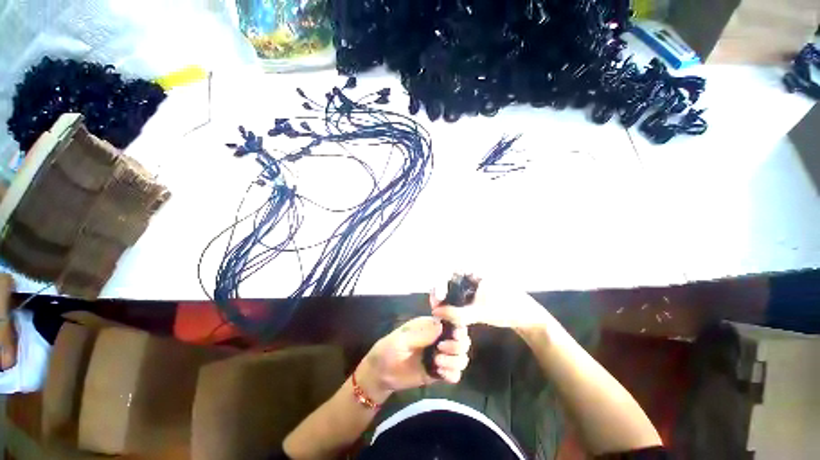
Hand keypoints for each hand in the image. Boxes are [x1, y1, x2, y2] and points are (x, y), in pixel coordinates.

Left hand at [356, 317, 471, 402]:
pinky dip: (452, 374)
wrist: (382, 374)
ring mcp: (441, 356)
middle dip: (456, 345)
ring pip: (462, 357)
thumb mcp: (401, 339)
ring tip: (437, 363)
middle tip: (441, 348)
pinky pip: (456, 374)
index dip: (456, 320)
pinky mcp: (440, 373)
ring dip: (454, 360)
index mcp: (431, 325)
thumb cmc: (389, 349)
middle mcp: (440, 338)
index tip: (451, 331)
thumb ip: (420, 333)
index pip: (452, 319)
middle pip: (462, 339)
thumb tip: (441, 326)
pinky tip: (439, 374)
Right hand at [430, 278, 550, 331]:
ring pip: (452, 289)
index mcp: (474, 271)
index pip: (449, 272)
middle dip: (440, 294)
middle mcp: (471, 274)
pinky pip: (458, 296)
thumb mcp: (481, 312)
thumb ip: (457, 314)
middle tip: (435, 309)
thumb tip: (435, 313)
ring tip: (440, 314)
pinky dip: (452, 304)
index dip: (440, 284)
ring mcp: (472, 284)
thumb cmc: (507, 308)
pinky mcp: (473, 294)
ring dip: (444, 300)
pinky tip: (449, 314)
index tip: (438, 300)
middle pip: (448, 280)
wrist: (526, 316)